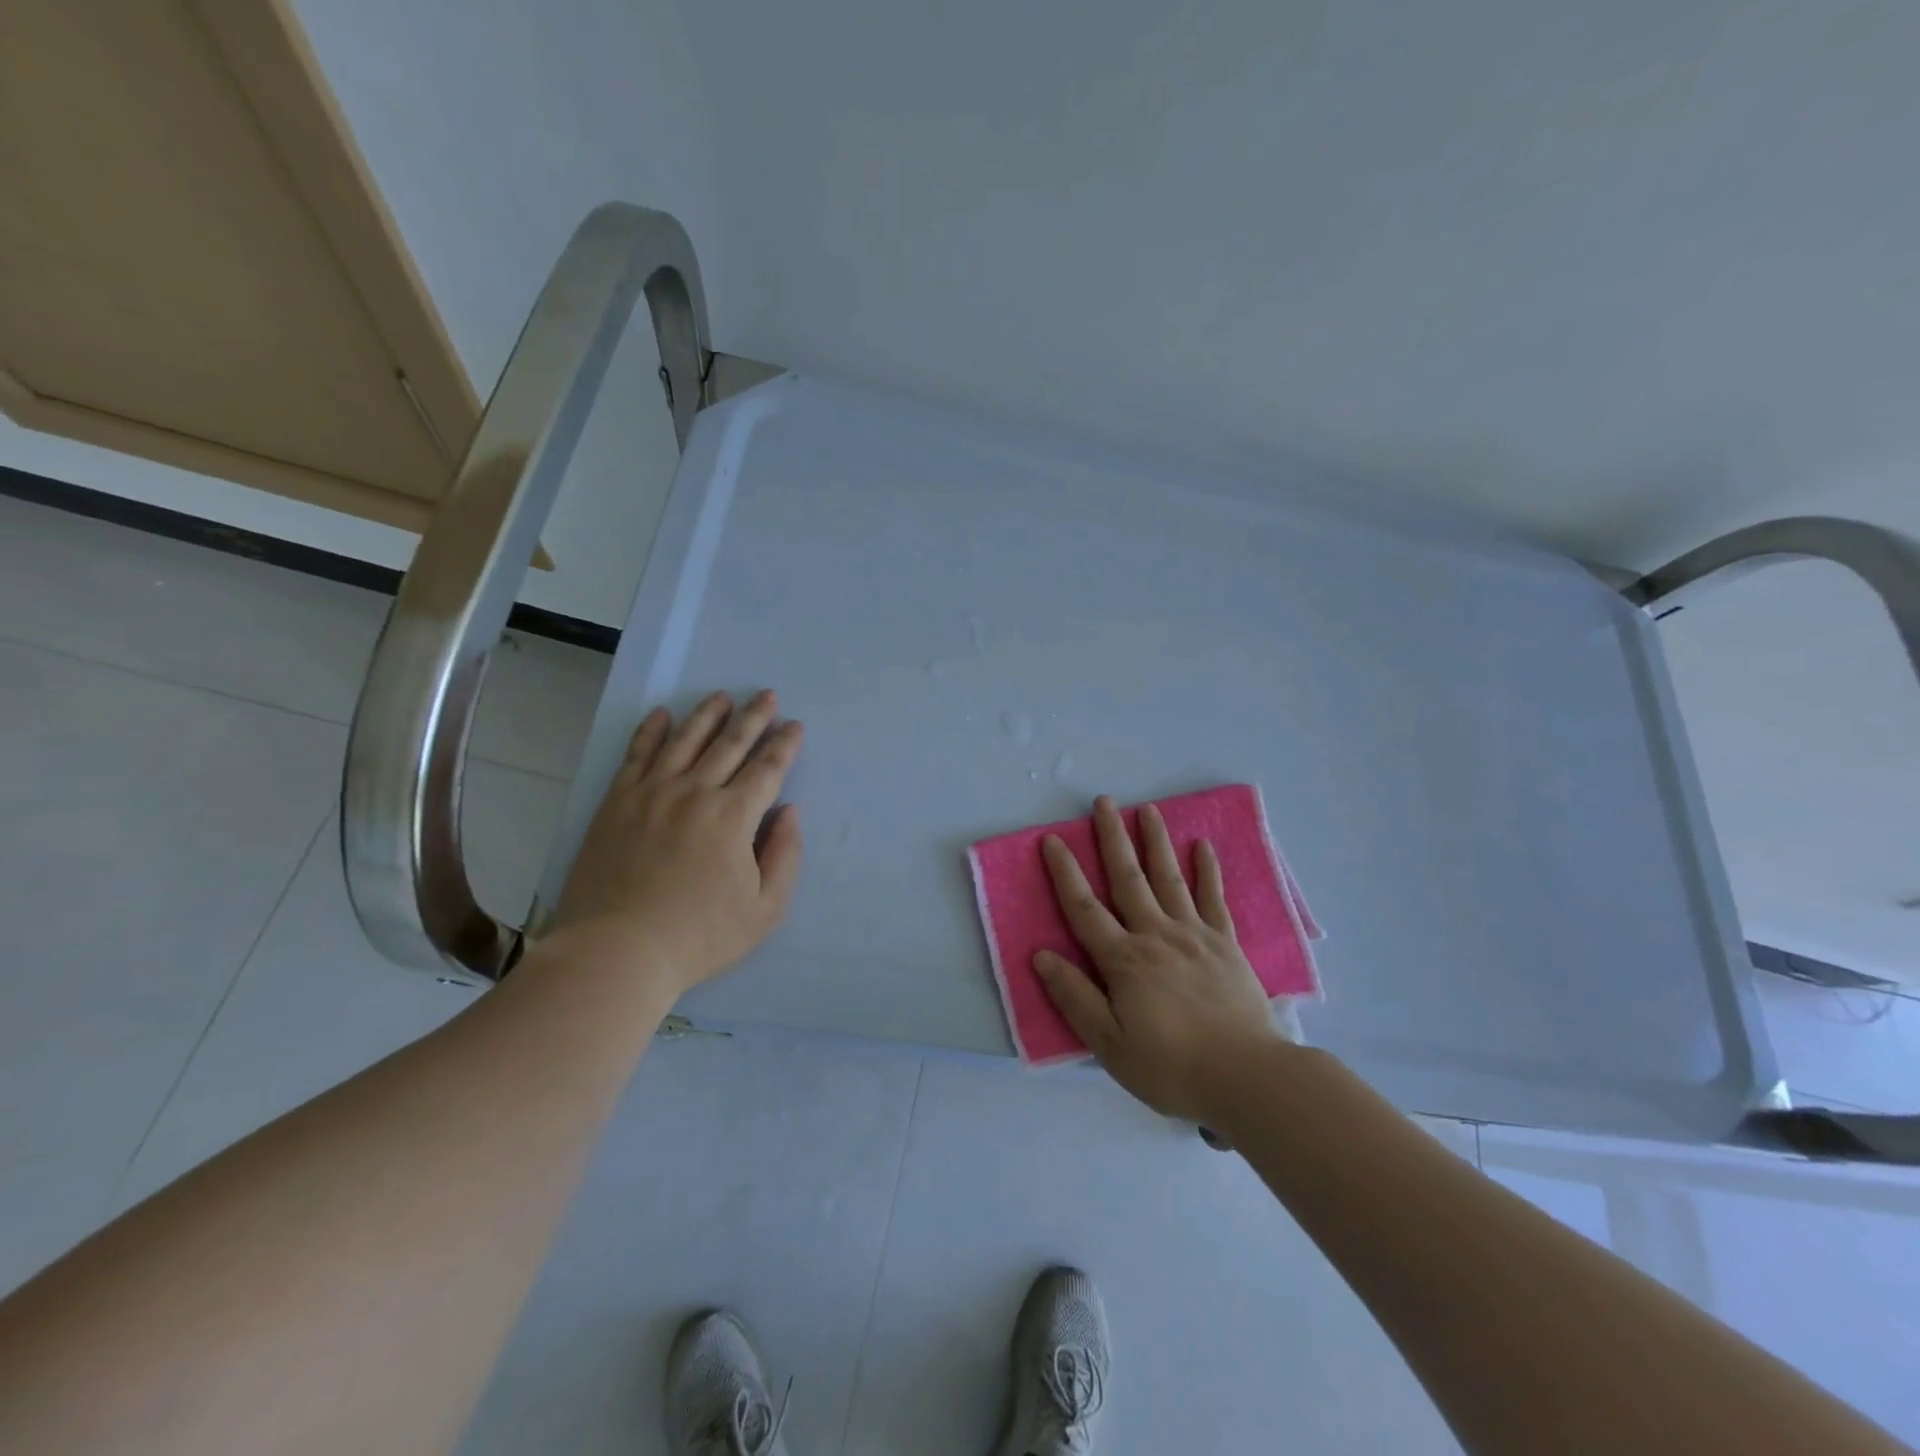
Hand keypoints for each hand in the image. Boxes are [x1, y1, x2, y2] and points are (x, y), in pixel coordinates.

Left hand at [547, 690, 802, 995]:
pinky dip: (651, 731)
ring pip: (685, 740)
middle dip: (753, 717)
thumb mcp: (764, 910)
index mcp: (734, 817)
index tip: (794, 725)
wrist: (616, 951)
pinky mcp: (617, 802)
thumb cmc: (699, 936)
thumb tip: (789, 812)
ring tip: (721, 696)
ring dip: (707, 715)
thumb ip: (786, 856)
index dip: (784, 744)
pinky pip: (637, 754)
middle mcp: (695, 792)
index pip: (767, 768)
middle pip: (730, 744)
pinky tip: (662, 715)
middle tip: (766, 694)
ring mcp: (651, 793)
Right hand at [1034, 795, 1289, 1123]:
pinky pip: (1214, 899)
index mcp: (1124, 960)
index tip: (1052, 840)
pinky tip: (1203, 846)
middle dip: (1112, 838)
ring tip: (1148, 809)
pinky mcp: (1226, 944)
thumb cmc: (1172, 1067)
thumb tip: (1041, 955)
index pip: (1084, 908)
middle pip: (1128, 878)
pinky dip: (1208, 871)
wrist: (1248, 1077)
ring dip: (1156, 841)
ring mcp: (1195, 935)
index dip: (1065, 873)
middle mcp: (1156, 935)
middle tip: (1104, 801)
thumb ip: (1075, 997)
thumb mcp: (1110, 1044)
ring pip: (1169, 878)